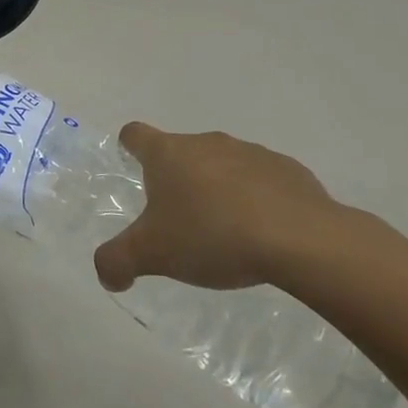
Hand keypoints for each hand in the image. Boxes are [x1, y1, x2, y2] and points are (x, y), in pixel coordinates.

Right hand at [93, 124, 350, 292]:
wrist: (301, 239)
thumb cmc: (212, 235)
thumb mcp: (152, 255)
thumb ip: (117, 261)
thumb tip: (106, 274)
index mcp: (168, 154)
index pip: (136, 134)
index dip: (129, 147)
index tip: (132, 166)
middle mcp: (206, 142)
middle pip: (180, 151)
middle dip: (177, 179)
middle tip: (179, 220)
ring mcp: (250, 152)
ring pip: (222, 164)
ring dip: (218, 188)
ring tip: (225, 231)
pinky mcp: (289, 170)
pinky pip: (263, 180)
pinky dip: (257, 199)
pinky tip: (264, 232)